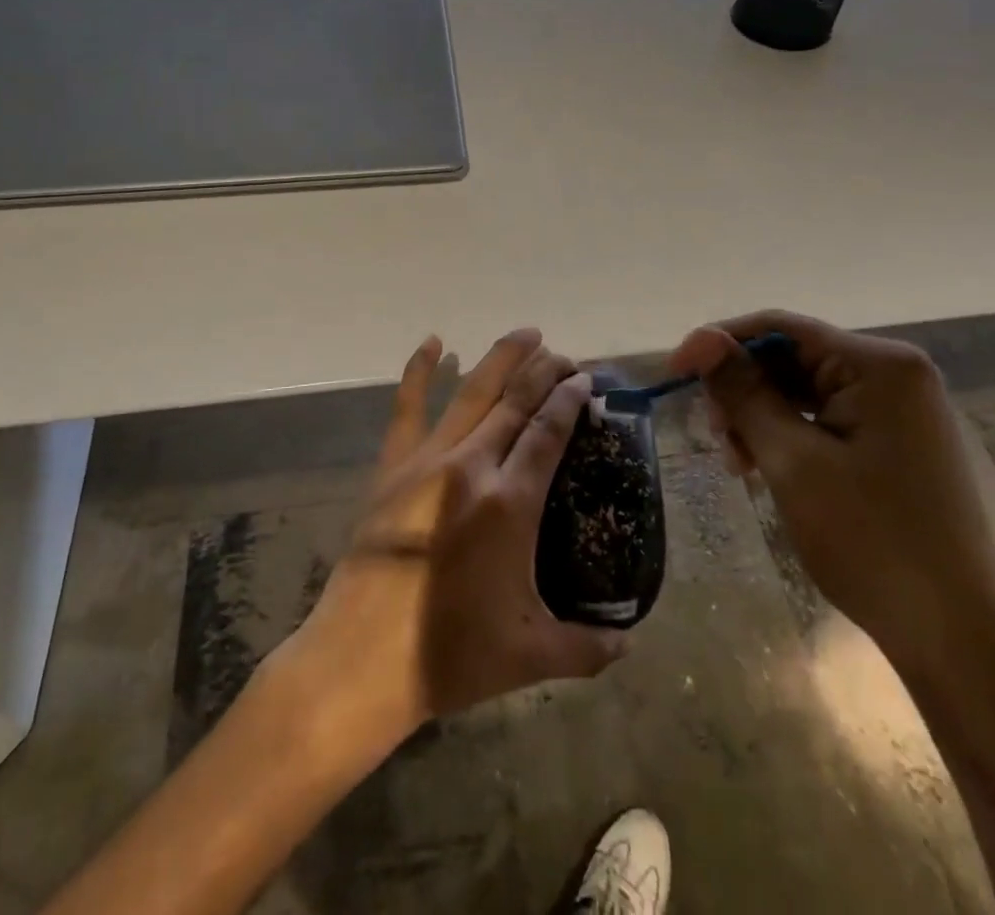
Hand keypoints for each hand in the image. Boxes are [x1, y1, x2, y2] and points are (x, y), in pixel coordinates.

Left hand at [280, 328, 627, 751]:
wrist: (362, 660)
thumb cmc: (451, 656)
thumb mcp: (531, 655)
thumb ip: (588, 647)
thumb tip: (631, 645)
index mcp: (510, 502)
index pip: (548, 431)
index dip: (570, 398)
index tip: (585, 378)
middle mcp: (472, 466)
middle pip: (516, 401)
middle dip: (545, 371)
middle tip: (566, 356)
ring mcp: (427, 461)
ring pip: (472, 392)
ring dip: (501, 358)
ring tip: (526, 334)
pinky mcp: (392, 467)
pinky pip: (407, 407)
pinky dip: (419, 370)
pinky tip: (433, 341)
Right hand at [669, 310, 994, 681]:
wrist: (956, 639)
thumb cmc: (870, 541)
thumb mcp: (791, 460)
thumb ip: (743, 392)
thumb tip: (700, 340)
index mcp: (879, 365)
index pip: (781, 328)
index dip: (720, 343)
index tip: (674, 372)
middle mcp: (895, 374)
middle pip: (793, 357)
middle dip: (743, 389)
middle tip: (713, 434)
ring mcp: (899, 410)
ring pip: (805, 390)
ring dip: (761, 417)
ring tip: (736, 462)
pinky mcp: (896, 442)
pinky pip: (826, 418)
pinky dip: (788, 435)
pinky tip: (764, 467)